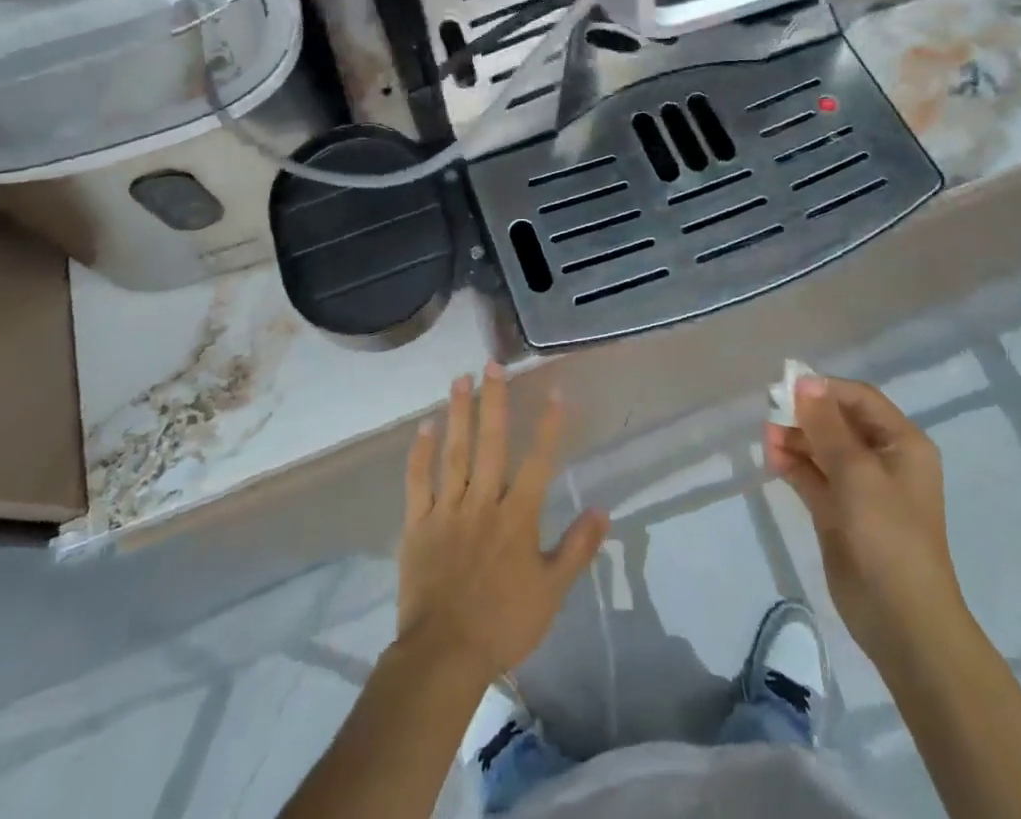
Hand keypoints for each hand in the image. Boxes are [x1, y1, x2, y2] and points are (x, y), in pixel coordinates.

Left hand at [397, 364, 608, 683]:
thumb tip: (603, 510)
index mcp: (517, 516)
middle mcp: (483, 502)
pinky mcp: (417, 525)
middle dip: (494, 401)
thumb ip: (577, 548)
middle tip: (493, 365)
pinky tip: (424, 426)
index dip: (549, 426)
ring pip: (454, 453)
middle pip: (490, 443)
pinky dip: (420, 453)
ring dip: (458, 414)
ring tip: (459, 379)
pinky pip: (418, 482)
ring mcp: (447, 510)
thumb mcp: (552, 592)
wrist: (444, 656)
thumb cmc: (503, 623)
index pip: (538, 462)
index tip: (555, 391)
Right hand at [765, 376, 966, 662]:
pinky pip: (813, 476)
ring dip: (795, 439)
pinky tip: (772, 460)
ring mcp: (860, 488)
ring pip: (821, 448)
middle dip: (804, 415)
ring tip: (768, 440)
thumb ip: (826, 425)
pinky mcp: (839, 512)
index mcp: (902, 444)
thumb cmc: (888, 536)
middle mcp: (883, 459)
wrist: (902, 623)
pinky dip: (793, 465)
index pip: (859, 399)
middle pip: (837, 421)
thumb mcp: (857, 473)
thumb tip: (804, 381)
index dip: (824, 389)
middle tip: (770, 415)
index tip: (786, 389)